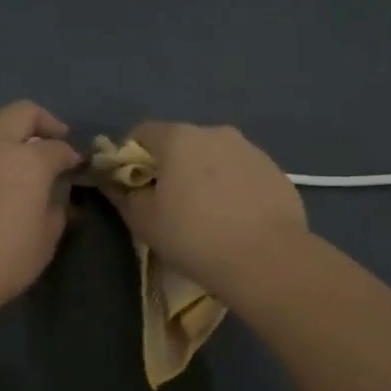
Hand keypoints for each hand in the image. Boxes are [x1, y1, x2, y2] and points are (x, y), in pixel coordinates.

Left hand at [0, 101, 80, 322]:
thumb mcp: (44, 243)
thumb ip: (56, 213)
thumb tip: (57, 198)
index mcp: (29, 161)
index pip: (58, 147)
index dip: (71, 156)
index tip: (76, 166)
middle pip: (22, 112)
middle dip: (43, 121)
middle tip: (52, 138)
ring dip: (4, 131)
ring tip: (10, 153)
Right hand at [100, 121, 309, 297]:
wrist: (267, 259)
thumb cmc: (194, 236)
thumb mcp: (144, 221)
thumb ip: (123, 195)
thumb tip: (114, 183)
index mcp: (178, 137)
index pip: (141, 133)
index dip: (130, 158)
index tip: (133, 188)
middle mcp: (215, 132)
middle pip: (180, 143)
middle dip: (170, 167)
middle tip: (168, 206)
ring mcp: (250, 149)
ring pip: (214, 157)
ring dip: (203, 177)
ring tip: (206, 216)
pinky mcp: (275, 171)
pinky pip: (241, 173)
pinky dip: (232, 188)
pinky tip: (236, 220)